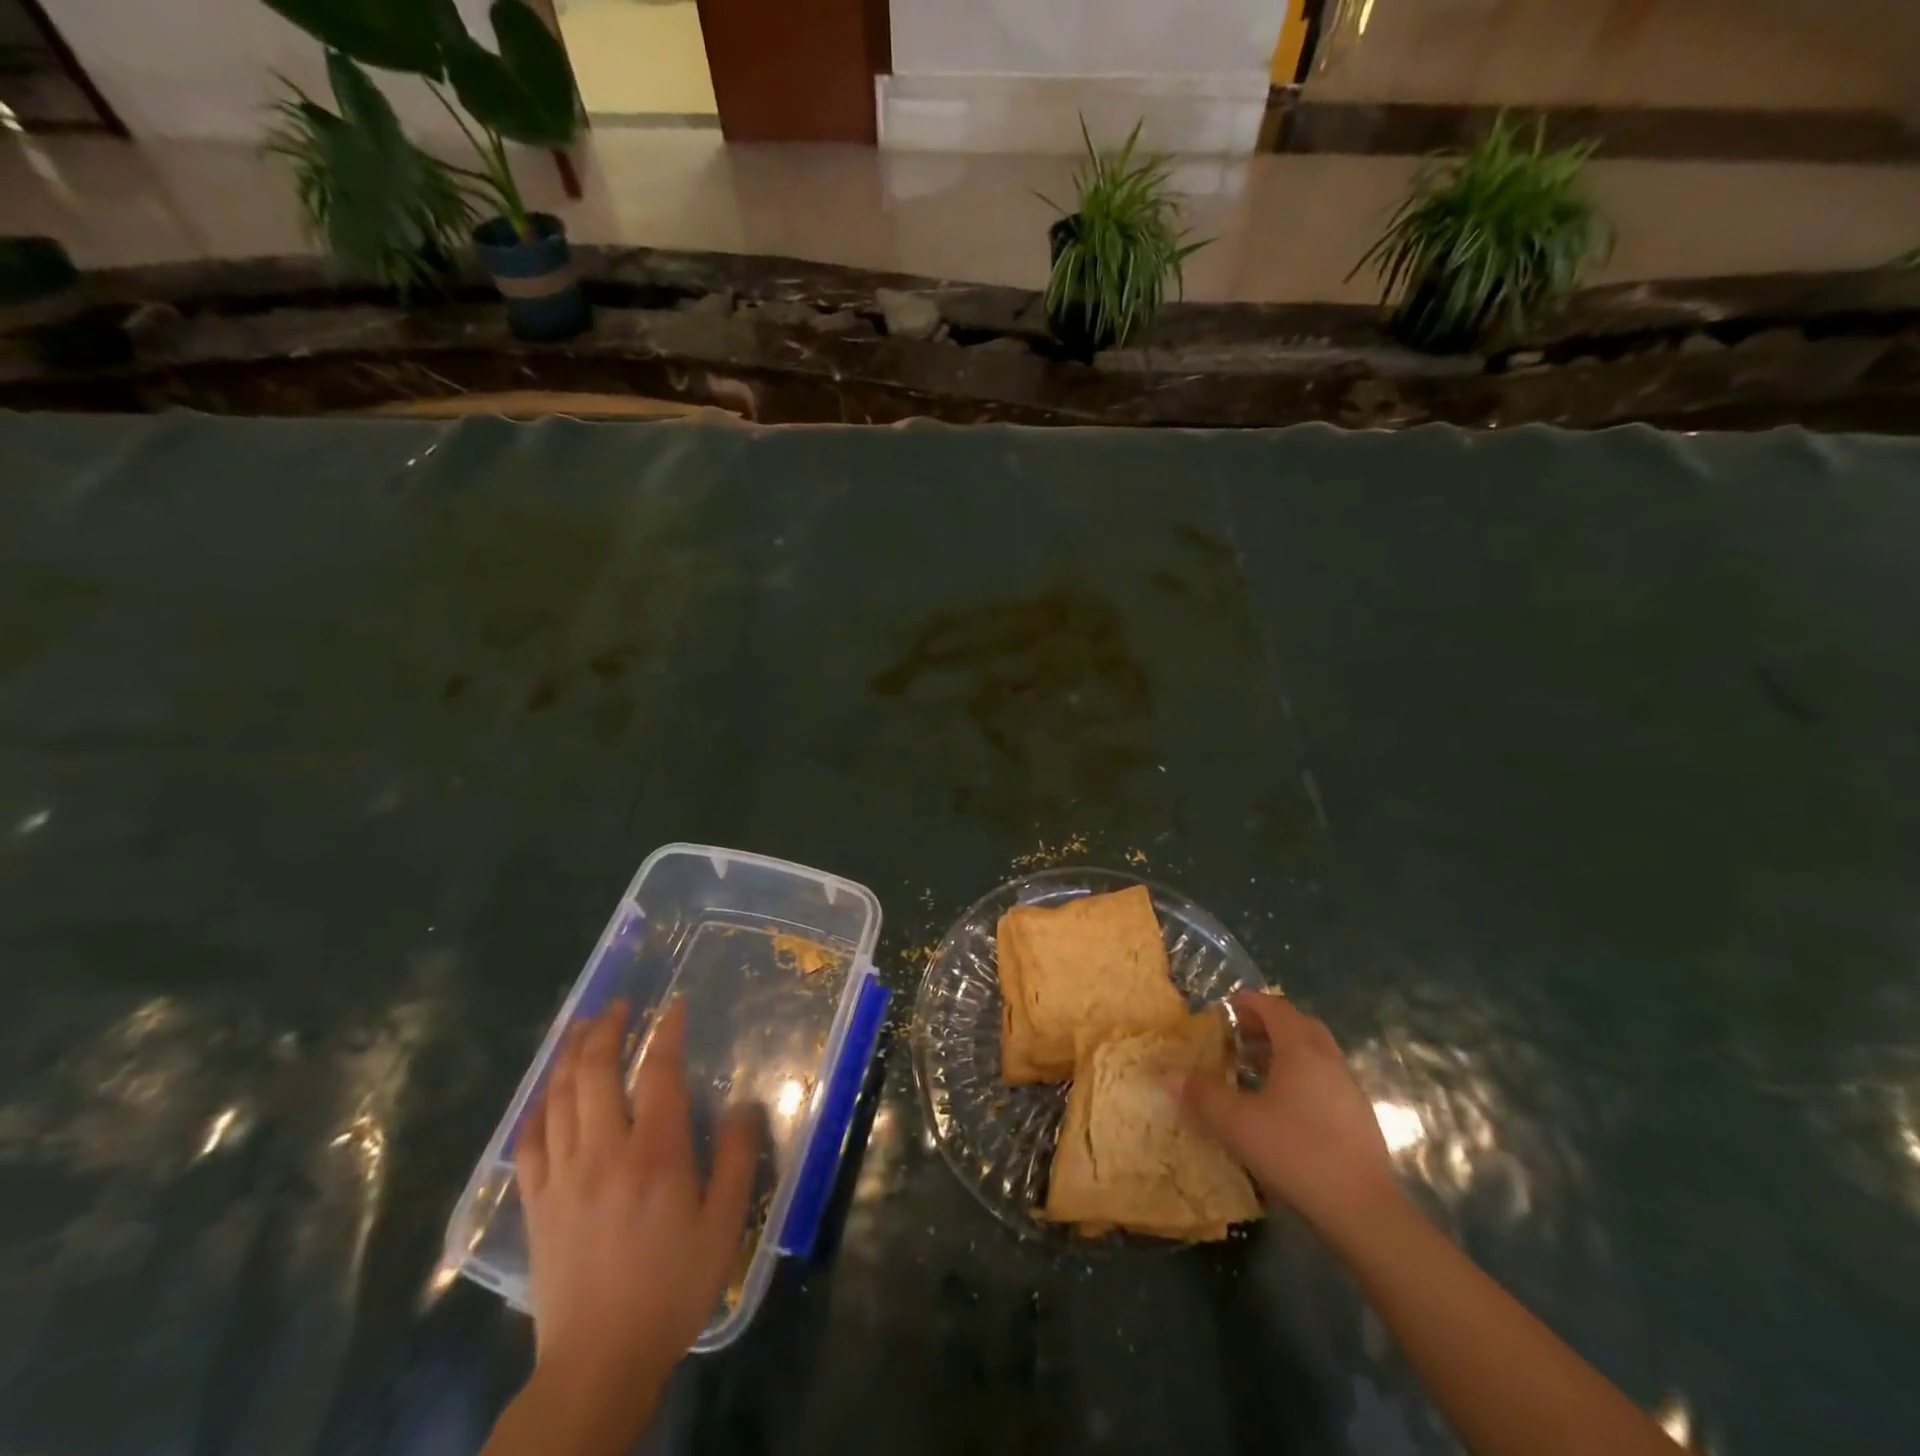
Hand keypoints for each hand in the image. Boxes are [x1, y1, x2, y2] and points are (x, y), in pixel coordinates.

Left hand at [515, 998, 759, 1427]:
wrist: (599, 1360)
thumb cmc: (672, 1287)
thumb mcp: (723, 1225)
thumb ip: (738, 1159)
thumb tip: (745, 1105)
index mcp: (655, 1154)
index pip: (657, 1073)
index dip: (665, 1033)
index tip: (672, 1007)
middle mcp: (604, 1151)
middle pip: (595, 1072)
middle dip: (605, 1030)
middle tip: (617, 1006)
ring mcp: (562, 1175)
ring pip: (559, 1097)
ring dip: (569, 1055)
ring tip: (581, 1028)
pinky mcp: (536, 1201)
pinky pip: (528, 1140)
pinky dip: (537, 1105)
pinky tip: (546, 1091)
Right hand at [1178, 992, 1400, 1239]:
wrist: (1363, 1212)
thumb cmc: (1295, 1152)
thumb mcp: (1236, 1123)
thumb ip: (1201, 1094)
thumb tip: (1169, 1076)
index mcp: (1301, 1049)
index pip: (1274, 1007)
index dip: (1247, 1002)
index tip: (1223, 1009)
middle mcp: (1328, 1059)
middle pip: (1298, 1025)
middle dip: (1266, 1025)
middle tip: (1237, 1037)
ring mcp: (1348, 1089)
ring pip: (1314, 1053)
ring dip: (1284, 1052)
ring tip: (1253, 1071)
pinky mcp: (1358, 1118)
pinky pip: (1324, 1079)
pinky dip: (1299, 1077)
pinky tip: (1280, 1107)